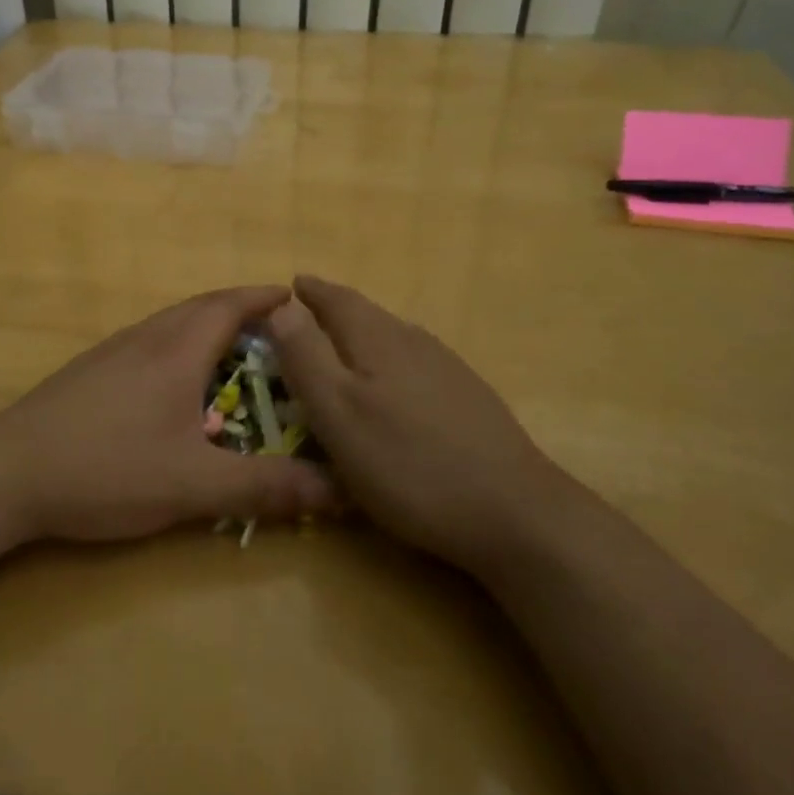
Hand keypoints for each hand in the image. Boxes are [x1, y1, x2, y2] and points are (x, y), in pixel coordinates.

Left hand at [0, 286, 336, 543]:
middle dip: (241, 310)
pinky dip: (179, 348)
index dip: (264, 298)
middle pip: (200, 308)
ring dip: (208, 328)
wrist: (7, 473)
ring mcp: (112, 352)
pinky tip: (177, 387)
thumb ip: (265, 487)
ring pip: (171, 325)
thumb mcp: (193, 486)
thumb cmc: (106, 469)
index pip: (230, 305)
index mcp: (176, 350)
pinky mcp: (89, 372)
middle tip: (277, 331)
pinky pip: (149, 344)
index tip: (296, 298)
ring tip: (236, 355)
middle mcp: (145, 338)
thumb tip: (340, 490)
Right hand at [267, 275, 567, 575]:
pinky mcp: (468, 397)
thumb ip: (306, 356)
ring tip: (341, 346)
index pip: (336, 299)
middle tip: (306, 316)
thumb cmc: (407, 464)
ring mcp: (447, 368)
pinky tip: (392, 388)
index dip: (310, 292)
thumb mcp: (338, 413)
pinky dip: (388, 363)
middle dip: (334, 310)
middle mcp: (413, 341)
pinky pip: (414, 363)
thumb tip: (281, 303)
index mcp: (377, 339)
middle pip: (366, 314)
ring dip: (362, 335)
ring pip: (393, 338)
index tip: (292, 284)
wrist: (512, 510)